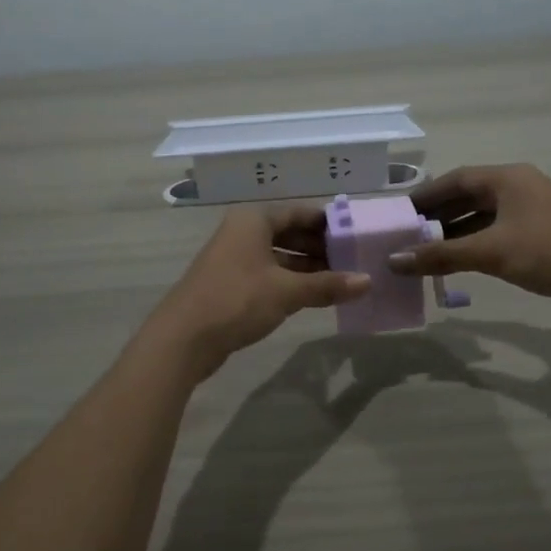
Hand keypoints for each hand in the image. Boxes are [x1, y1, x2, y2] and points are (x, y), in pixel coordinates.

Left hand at [146, 206, 370, 380]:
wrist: (182, 339)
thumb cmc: (237, 301)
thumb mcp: (287, 291)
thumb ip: (328, 285)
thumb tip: (367, 281)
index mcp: (253, 220)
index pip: (299, 212)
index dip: (328, 223)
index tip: (355, 235)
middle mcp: (242, 232)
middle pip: (289, 232)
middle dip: (320, 247)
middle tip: (353, 261)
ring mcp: (234, 258)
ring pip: (279, 255)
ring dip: (307, 267)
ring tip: (340, 280)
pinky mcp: (230, 283)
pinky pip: (268, 274)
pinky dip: (290, 281)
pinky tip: (313, 296)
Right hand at [388, 164, 550, 317]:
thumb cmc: (550, 251)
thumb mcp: (492, 252)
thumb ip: (441, 255)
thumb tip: (394, 260)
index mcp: (507, 178)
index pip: (455, 179)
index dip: (426, 195)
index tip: (400, 213)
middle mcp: (518, 187)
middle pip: (468, 196)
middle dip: (438, 216)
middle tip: (408, 236)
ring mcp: (532, 210)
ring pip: (483, 216)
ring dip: (456, 232)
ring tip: (427, 252)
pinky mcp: (542, 233)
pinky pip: (499, 232)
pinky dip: (477, 244)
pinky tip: (461, 262)